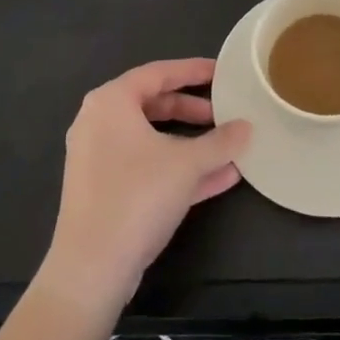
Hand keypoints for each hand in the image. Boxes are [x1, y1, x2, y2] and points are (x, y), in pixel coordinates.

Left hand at [42, 59, 250, 310]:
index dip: (193, 70)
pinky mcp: (104, 190)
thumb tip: (247, 127)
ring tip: (227, 145)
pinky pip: (147, 167)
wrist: (92, 268)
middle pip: (153, 104)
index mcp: (111, 101)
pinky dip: (178, 168)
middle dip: (192, 109)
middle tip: (224, 112)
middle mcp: (99, 122)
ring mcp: (99, 158)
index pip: (158, 73)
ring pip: (152, 139)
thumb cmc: (137, 196)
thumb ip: (220, 142)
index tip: (221, 71)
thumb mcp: (187, 164)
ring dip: (190, 142)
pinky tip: (219, 177)